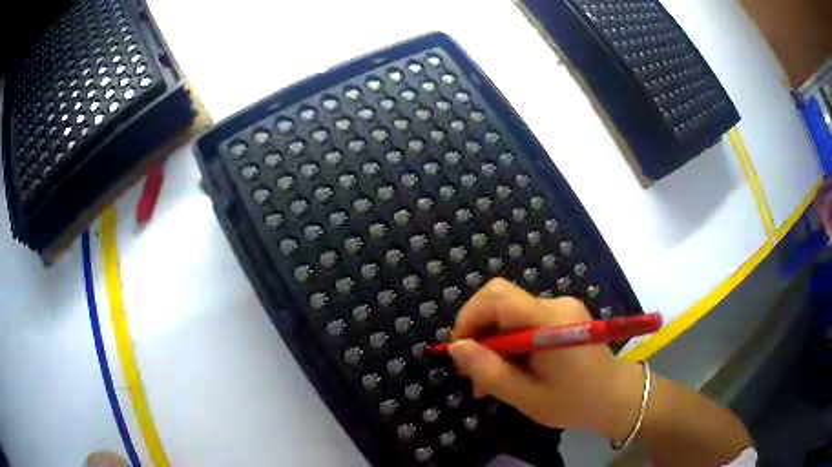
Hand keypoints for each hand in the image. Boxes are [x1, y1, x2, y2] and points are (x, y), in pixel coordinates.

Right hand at [448, 278, 643, 440]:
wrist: (616, 397)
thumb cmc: (574, 402)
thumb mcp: (526, 397)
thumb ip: (489, 372)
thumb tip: (456, 348)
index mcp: (549, 321)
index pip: (497, 295)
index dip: (470, 317)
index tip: (460, 351)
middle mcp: (556, 304)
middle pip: (501, 304)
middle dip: (479, 335)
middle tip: (472, 374)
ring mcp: (562, 307)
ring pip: (510, 314)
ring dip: (494, 343)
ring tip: (490, 380)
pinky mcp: (564, 315)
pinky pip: (525, 320)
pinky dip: (510, 342)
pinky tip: (513, 369)